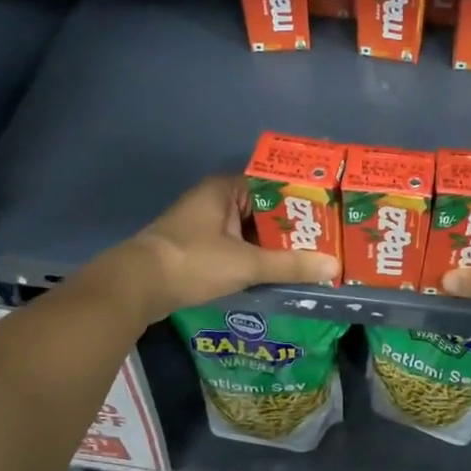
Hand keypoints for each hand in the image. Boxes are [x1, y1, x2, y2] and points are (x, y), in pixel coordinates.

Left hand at [101, 175, 338, 323]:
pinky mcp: (200, 246)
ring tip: (314, 253)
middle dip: (294, 224)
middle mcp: (217, 199)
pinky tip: (281, 268)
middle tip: (329, 236)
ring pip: (252, 229)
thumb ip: (290, 265)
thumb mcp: (246, 263)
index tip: (330, 210)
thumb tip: (333, 265)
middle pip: (265, 208)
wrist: (136, 287)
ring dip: (276, 242)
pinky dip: (258, 254)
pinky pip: (239, 244)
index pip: (275, 184)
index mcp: (226, 189)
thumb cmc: (193, 262)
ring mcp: (206, 223)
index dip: (303, 196)